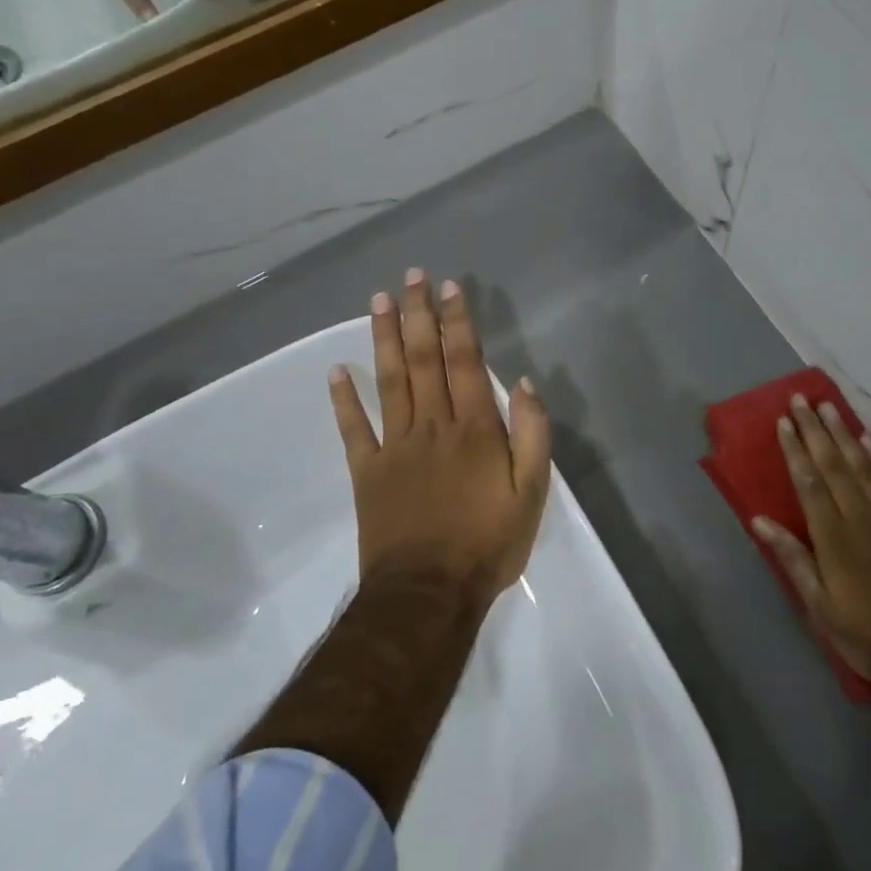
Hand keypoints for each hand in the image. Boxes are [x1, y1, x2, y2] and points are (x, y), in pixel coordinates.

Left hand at [328, 269, 551, 599]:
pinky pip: (353, 429)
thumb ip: (532, 434)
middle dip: (419, 314)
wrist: (428, 594)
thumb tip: (525, 383)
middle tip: (411, 277)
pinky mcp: (368, 472)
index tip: (450, 287)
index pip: (464, 361)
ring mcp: (395, 446)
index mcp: (475, 428)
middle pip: (423, 359)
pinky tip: (337, 370)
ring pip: (389, 381)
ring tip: (379, 301)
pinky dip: (344, 399)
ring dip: (384, 338)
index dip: (458, 321)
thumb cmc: (488, 543)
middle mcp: (432, 425)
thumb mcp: (532, 492)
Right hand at [752, 396, 870, 690]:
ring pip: (864, 465)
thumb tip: (759, 520)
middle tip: (800, 400)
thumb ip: (792, 559)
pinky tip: (870, 440)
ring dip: (844, 434)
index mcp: (833, 538)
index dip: (795, 449)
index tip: (783, 421)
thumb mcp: (820, 607)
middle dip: (814, 430)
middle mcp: (862, 517)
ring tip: (829, 407)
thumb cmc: (868, 636)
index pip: (809, 481)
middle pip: (834, 464)